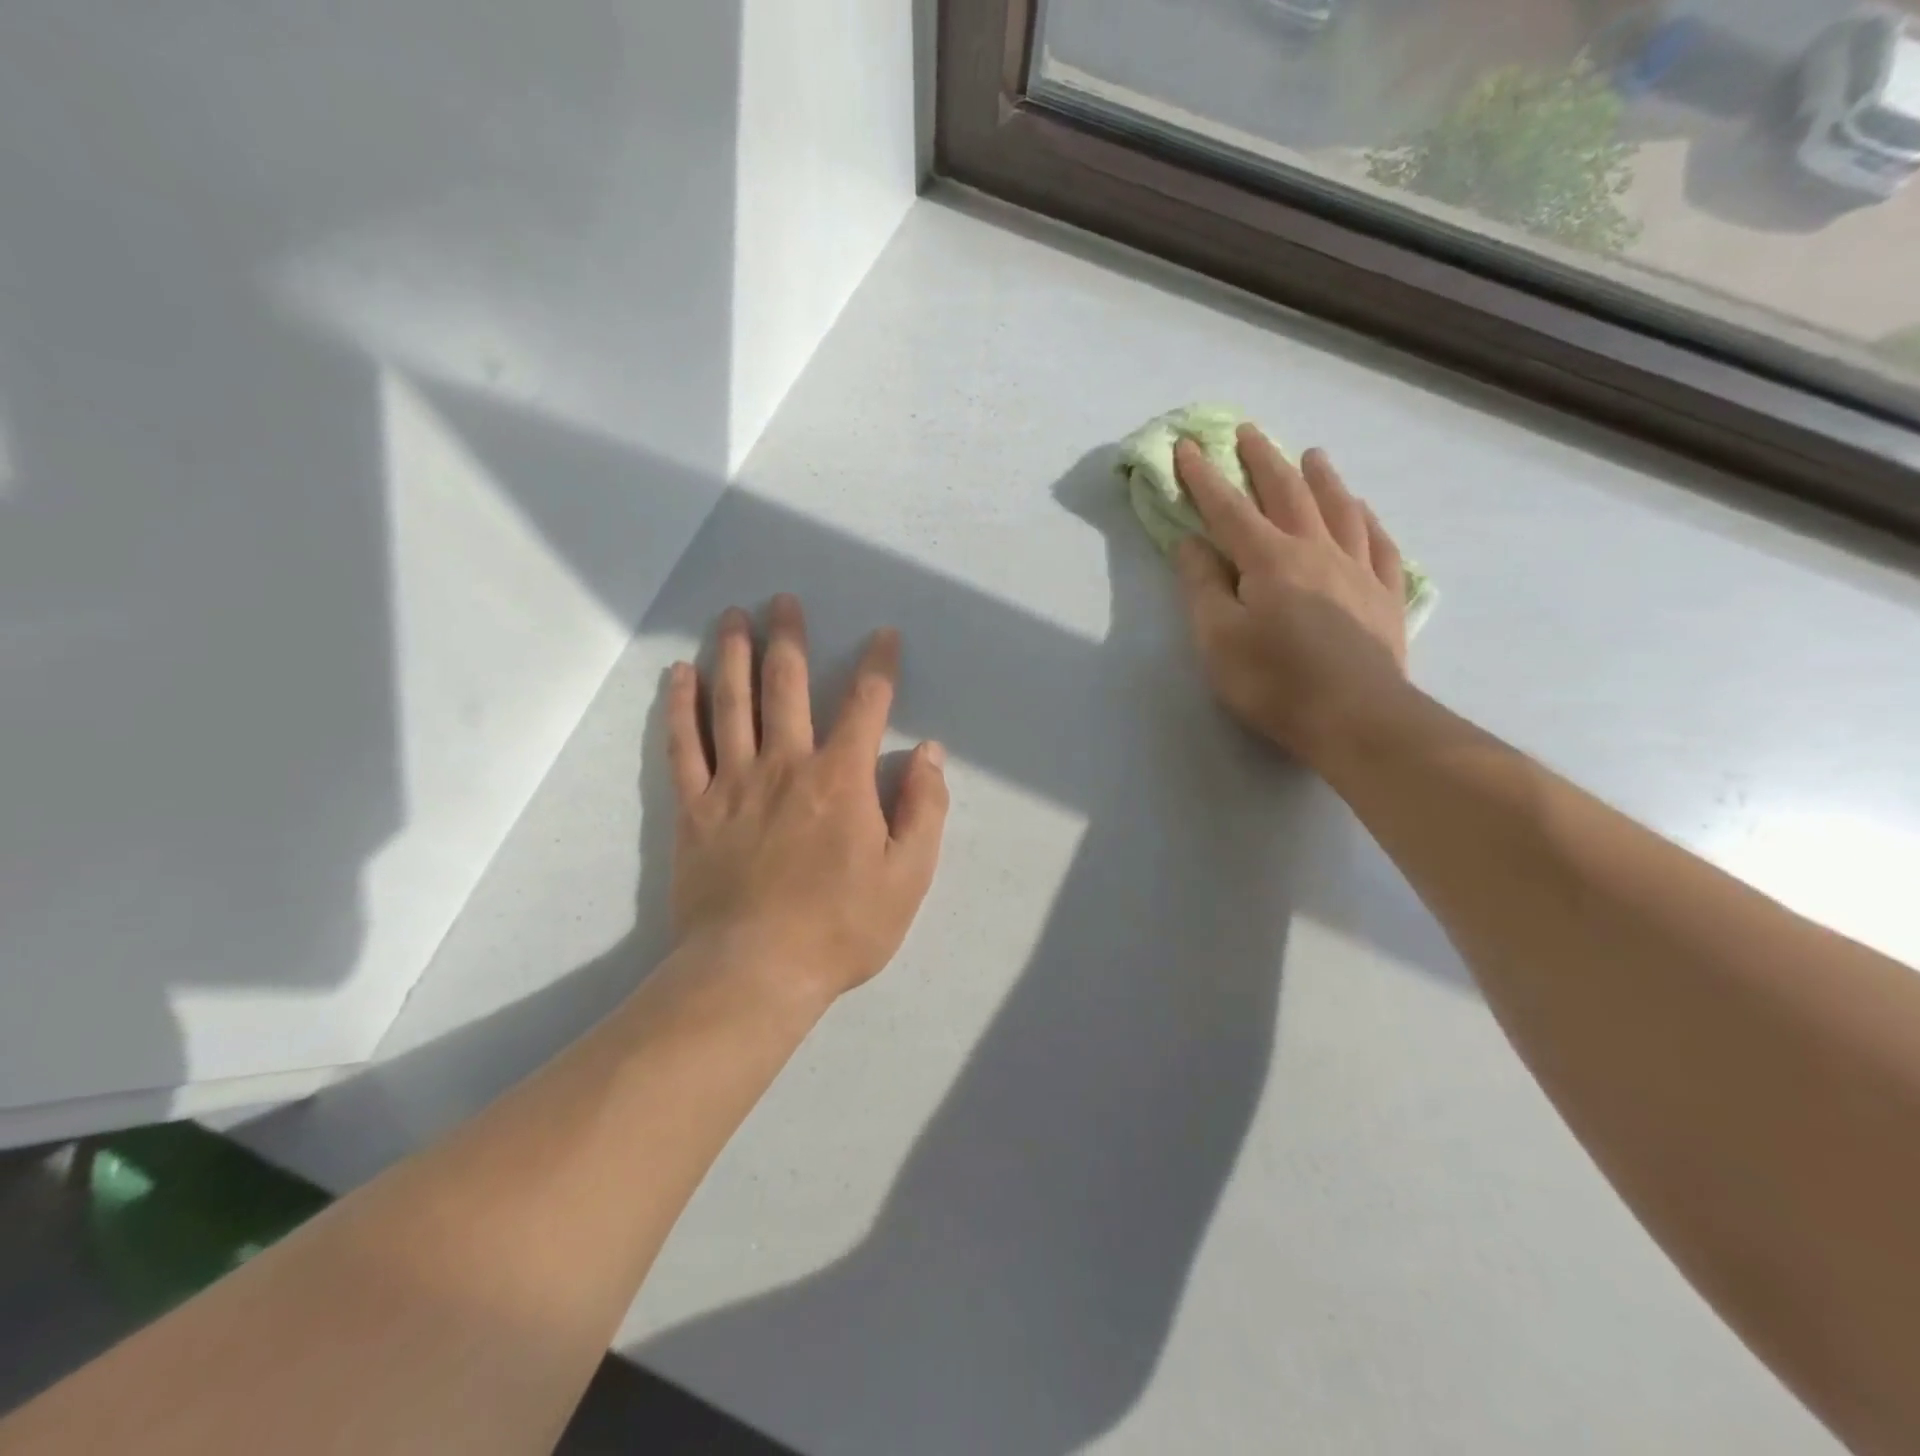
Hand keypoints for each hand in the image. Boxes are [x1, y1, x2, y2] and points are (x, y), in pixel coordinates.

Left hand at [666, 595, 949, 1000]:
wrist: (753, 972)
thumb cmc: (840, 928)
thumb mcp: (908, 877)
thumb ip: (923, 809)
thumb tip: (928, 753)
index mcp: (842, 779)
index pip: (866, 705)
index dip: (879, 665)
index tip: (883, 636)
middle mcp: (786, 764)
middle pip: (787, 685)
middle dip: (789, 638)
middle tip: (783, 600)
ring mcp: (734, 782)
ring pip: (732, 702)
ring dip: (734, 654)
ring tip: (732, 616)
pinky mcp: (694, 808)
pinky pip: (684, 745)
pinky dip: (681, 706)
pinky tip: (680, 674)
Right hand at [1172, 427, 1409, 763]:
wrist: (1357, 718)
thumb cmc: (1274, 681)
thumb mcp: (1217, 638)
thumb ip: (1202, 586)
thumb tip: (1190, 542)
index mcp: (1269, 560)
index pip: (1229, 509)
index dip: (1204, 477)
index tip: (1187, 446)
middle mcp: (1316, 551)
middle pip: (1288, 494)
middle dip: (1263, 461)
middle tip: (1249, 432)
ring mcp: (1359, 571)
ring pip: (1340, 509)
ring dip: (1322, 478)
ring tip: (1312, 454)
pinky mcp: (1386, 597)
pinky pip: (1380, 545)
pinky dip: (1369, 521)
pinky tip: (1364, 512)